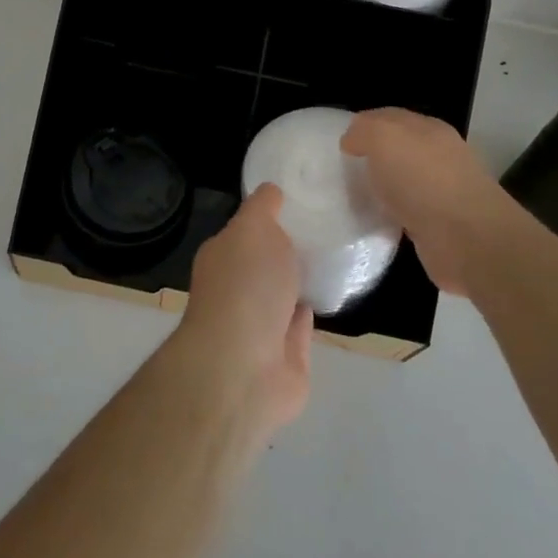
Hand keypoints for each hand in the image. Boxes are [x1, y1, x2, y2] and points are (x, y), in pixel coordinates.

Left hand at [178, 184, 312, 431]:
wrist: (245, 367)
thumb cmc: (245, 286)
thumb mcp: (254, 228)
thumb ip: (263, 207)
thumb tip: (271, 190)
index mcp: (223, 256)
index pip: (246, 230)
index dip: (269, 216)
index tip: (301, 199)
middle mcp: (237, 289)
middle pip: (265, 263)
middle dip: (287, 249)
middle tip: (328, 225)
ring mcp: (260, 326)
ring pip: (284, 295)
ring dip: (301, 281)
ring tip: (335, 256)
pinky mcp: (285, 357)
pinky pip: (301, 326)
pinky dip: (312, 311)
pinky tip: (332, 292)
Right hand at [341, 108, 525, 298]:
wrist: (468, 240)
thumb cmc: (424, 180)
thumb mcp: (385, 138)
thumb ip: (364, 131)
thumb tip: (352, 141)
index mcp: (428, 129)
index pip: (389, 117)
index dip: (363, 125)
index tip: (339, 144)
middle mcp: (438, 156)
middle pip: (397, 149)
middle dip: (371, 157)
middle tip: (340, 171)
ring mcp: (442, 192)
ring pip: (401, 182)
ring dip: (380, 188)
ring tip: (352, 198)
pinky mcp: (440, 226)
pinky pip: (406, 213)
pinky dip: (390, 216)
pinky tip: (374, 222)